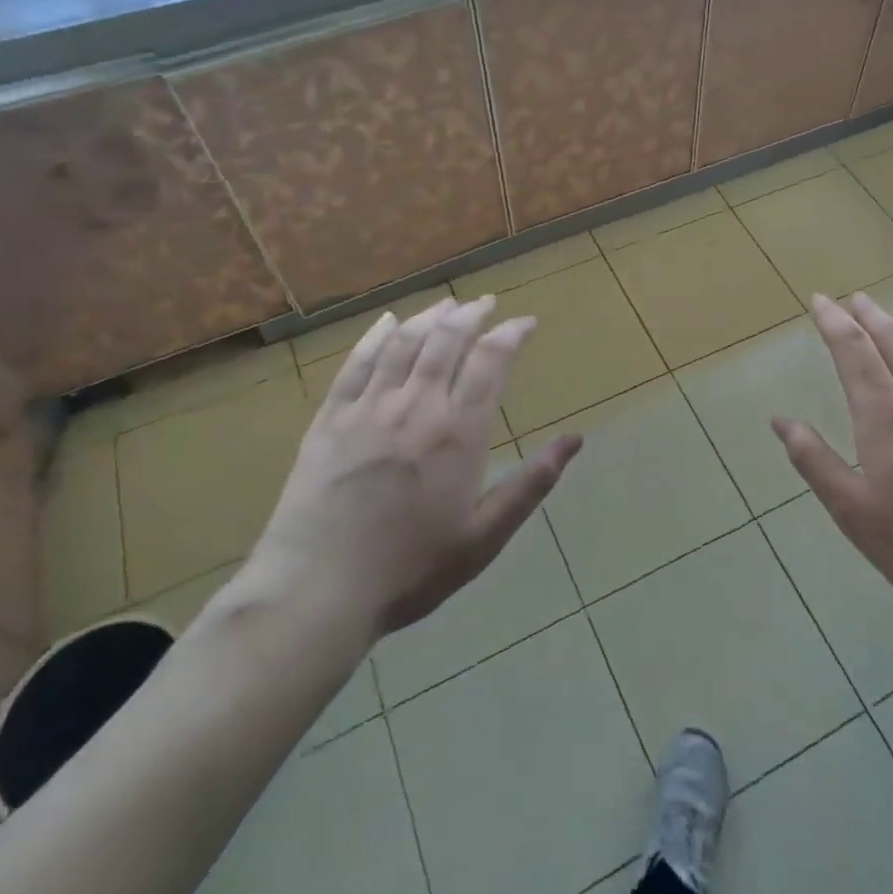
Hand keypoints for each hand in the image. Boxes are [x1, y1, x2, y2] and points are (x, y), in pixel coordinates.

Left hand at [251, 296, 581, 640]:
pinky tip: (388, 322)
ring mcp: (368, 408)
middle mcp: (417, 406)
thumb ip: (532, 483)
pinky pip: (356, 363)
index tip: (526, 322)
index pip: (491, 361)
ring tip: (447, 304)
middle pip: (447, 340)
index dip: (511, 333)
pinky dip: (376, 336)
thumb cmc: (411, 568)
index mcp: (459, 432)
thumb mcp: (484, 535)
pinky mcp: (330, 419)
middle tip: (485, 302)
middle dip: (471, 314)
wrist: (317, 591)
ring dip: (429, 317)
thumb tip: (575, 440)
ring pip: (404, 343)